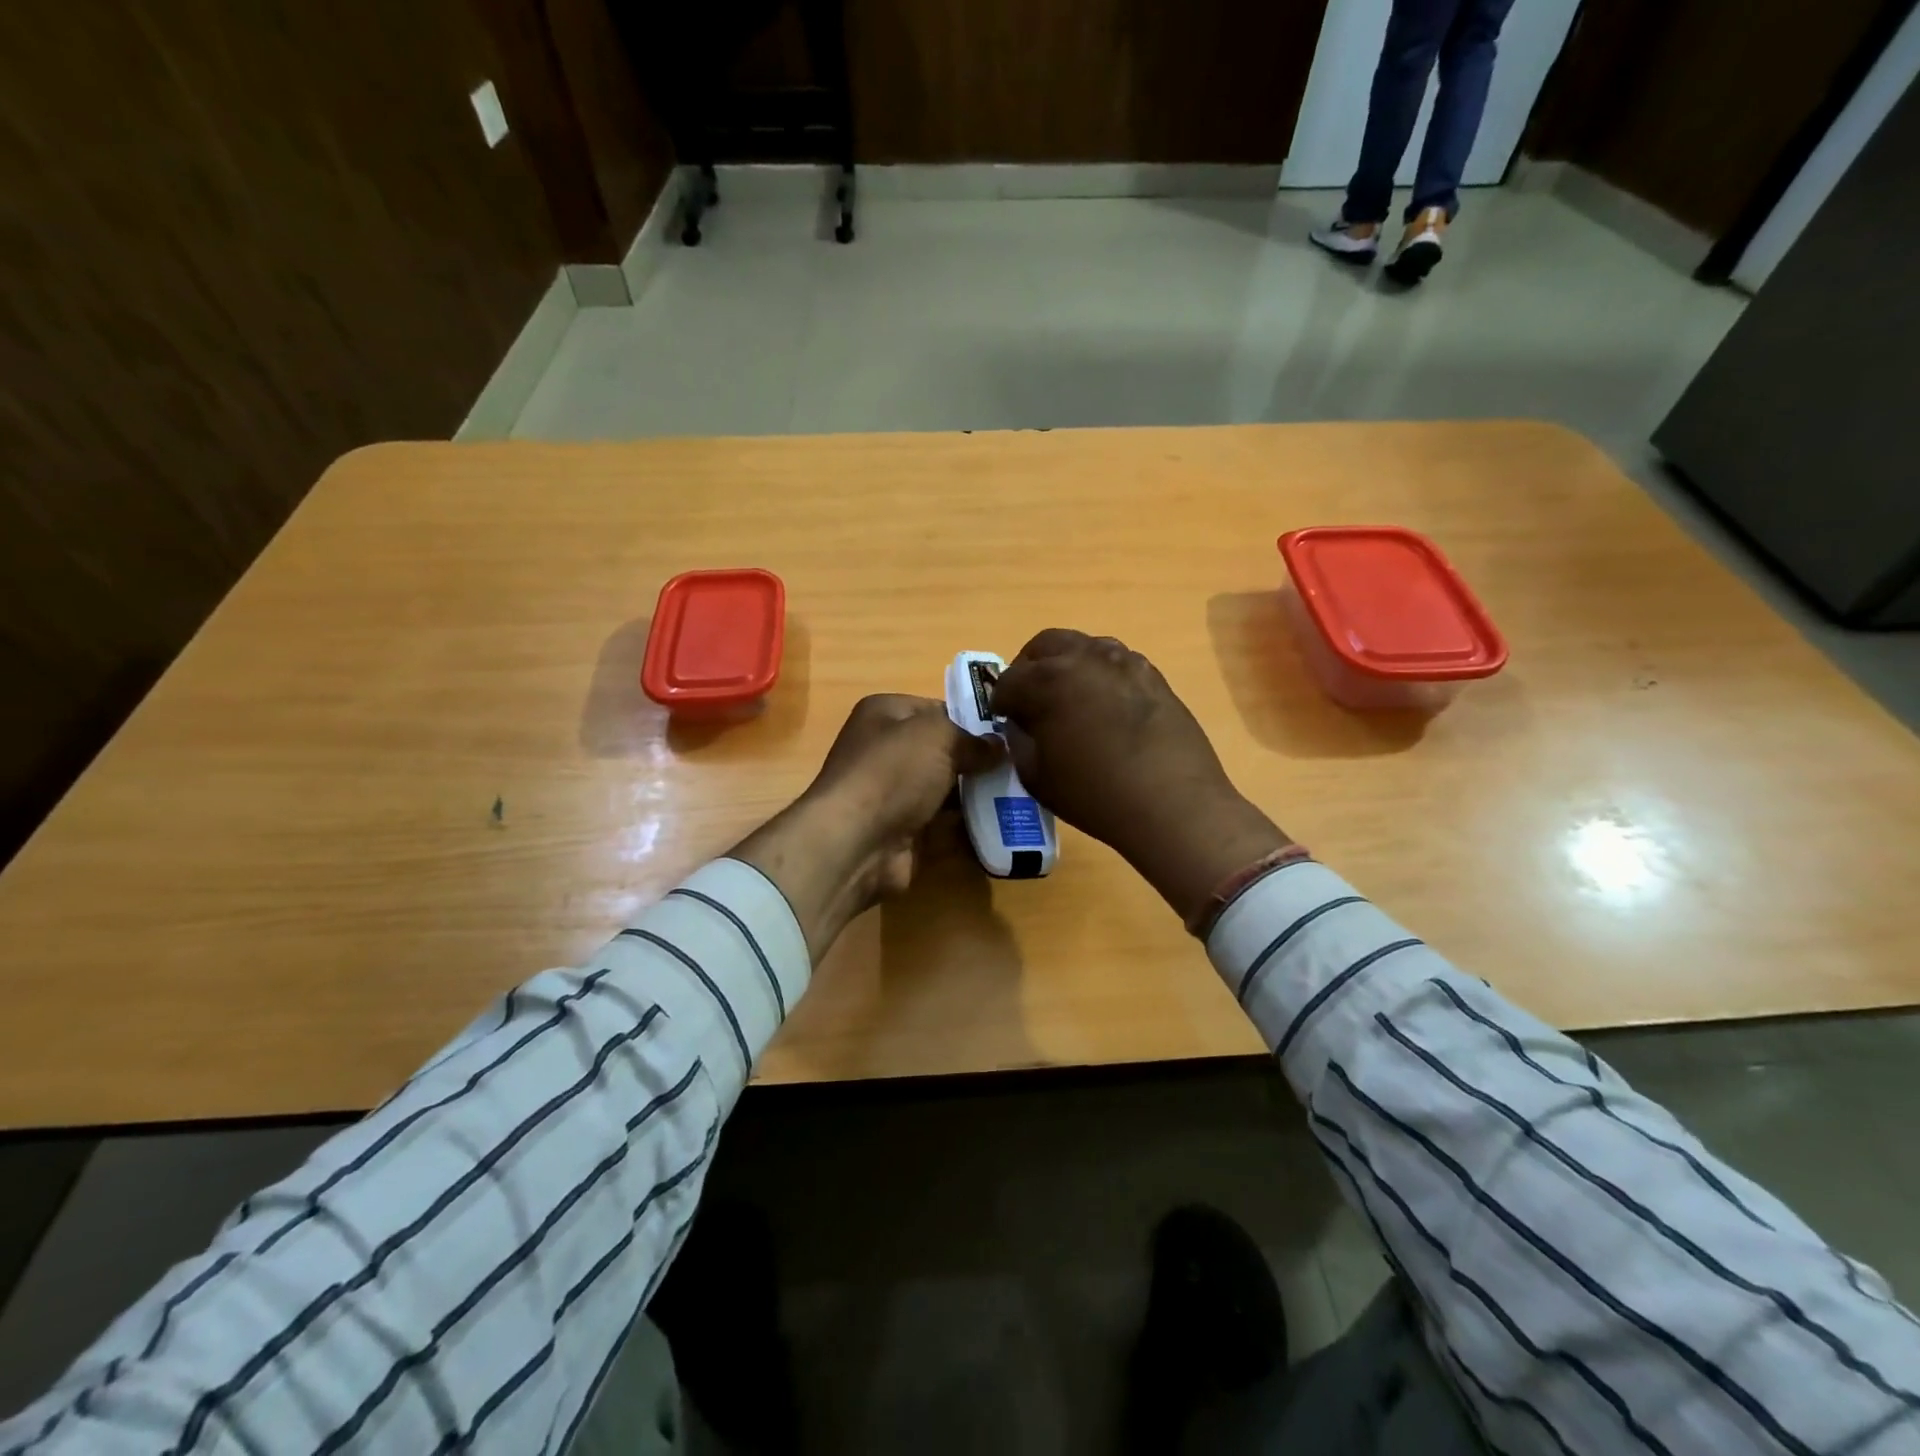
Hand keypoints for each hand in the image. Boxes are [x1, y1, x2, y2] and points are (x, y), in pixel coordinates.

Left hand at [732, 696, 1001, 959]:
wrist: (857, 842)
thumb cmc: (893, 772)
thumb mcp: (939, 737)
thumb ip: (973, 739)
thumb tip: (999, 746)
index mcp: (885, 714)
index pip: (937, 709)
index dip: (972, 719)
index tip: (1009, 732)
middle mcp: (886, 750)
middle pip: (944, 751)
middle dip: (979, 759)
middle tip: (1021, 765)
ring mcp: (895, 794)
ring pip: (948, 789)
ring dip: (978, 793)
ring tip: (1023, 793)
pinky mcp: (905, 832)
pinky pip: (946, 824)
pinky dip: (971, 825)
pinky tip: (1006, 822)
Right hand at [991, 629, 1289, 925]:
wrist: (1173, 804)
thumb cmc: (1095, 794)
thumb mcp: (1036, 776)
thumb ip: (1019, 740)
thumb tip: (1020, 723)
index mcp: (1048, 680)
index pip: (1009, 680)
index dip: (1000, 701)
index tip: (1003, 718)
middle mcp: (1084, 658)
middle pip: (1044, 645)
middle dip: (1029, 668)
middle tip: (1029, 698)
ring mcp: (1123, 661)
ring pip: (1082, 647)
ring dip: (1066, 665)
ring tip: (1068, 699)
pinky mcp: (1152, 674)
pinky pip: (1115, 662)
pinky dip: (1099, 675)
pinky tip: (1104, 706)